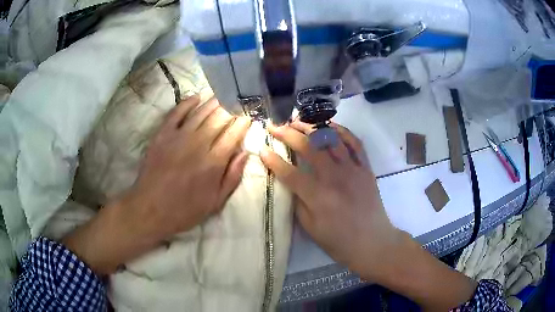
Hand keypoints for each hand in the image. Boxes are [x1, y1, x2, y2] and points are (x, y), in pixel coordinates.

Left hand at [63, 96, 250, 274]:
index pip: (234, 133)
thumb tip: (245, 153)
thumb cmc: (184, 210)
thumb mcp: (215, 203)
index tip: (250, 113)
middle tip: (240, 99)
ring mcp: (178, 136)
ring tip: (225, 92)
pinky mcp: (162, 134)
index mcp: (213, 162)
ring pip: (201, 111)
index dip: (244, 121)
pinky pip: (177, 112)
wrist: (149, 209)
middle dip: (233, 106)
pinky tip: (198, 96)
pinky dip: (188, 102)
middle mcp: (198, 144)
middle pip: (220, 117)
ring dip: (215, 100)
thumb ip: (232, 177)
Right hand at [259, 121, 402, 279]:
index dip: (273, 160)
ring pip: (330, 139)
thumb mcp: (310, 228)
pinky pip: (354, 142)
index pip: (289, 172)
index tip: (262, 149)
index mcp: (318, 197)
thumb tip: (289, 182)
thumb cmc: (339, 241)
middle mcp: (335, 178)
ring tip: (297, 120)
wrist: (372, 242)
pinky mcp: (366, 167)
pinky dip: (341, 130)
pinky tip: (329, 125)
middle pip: (308, 147)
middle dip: (287, 133)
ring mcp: (353, 169)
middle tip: (274, 126)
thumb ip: (297, 202)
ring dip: (311, 126)